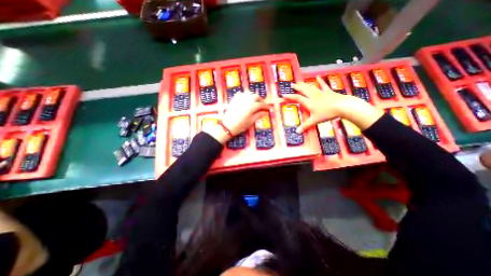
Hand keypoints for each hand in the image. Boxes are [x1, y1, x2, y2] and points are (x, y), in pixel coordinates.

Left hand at [206, 93, 269, 143]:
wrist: (227, 126)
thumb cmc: (240, 125)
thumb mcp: (251, 121)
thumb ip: (258, 115)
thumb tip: (265, 112)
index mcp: (251, 106)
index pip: (261, 104)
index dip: (266, 106)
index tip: (268, 109)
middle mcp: (246, 101)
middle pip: (255, 96)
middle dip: (260, 100)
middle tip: (262, 105)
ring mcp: (239, 99)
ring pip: (248, 93)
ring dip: (253, 96)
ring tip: (255, 102)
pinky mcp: (234, 100)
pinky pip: (241, 94)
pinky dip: (245, 95)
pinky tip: (246, 100)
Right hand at [284, 76, 382, 132]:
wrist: (343, 106)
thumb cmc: (327, 113)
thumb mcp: (315, 120)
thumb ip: (306, 126)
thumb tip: (297, 132)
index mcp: (309, 102)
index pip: (297, 98)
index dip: (290, 97)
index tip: (283, 95)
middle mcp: (313, 96)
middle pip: (303, 90)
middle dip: (297, 87)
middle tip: (292, 85)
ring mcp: (321, 93)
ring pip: (310, 87)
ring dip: (304, 84)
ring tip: (300, 82)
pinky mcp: (328, 92)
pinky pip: (323, 85)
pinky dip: (320, 81)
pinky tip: (318, 77)